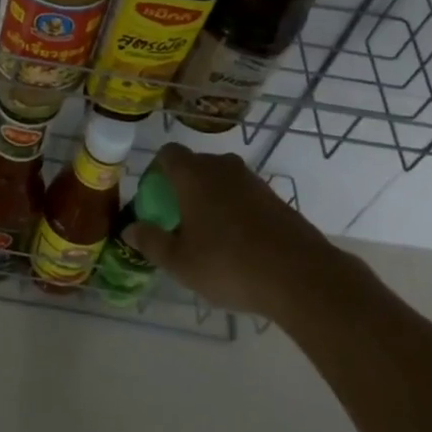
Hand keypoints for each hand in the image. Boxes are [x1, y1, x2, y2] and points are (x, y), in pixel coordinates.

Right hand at [123, 144, 338, 316]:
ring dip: (211, 199)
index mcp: (193, 174)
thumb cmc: (229, 264)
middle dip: (184, 187)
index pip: (168, 153)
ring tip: (209, 235)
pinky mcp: (276, 199)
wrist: (301, 277)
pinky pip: (244, 196)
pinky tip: (238, 245)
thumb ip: (151, 242)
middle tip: (178, 220)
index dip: (157, 171)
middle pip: (195, 165)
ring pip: (222, 180)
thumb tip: (129, 229)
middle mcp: (222, 167)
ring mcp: (253, 181)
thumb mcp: (180, 262)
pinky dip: (236, 211)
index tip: (155, 198)